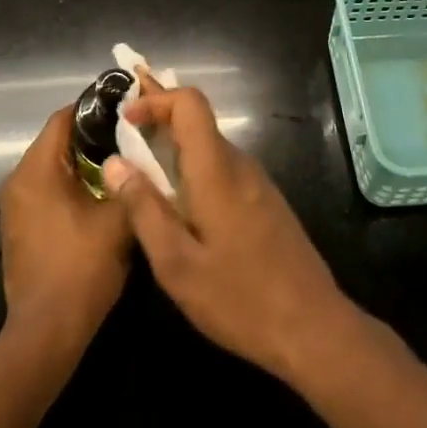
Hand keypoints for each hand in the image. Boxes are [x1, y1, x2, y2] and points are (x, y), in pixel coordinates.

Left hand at [0, 108, 131, 352]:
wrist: (47, 332)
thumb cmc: (82, 268)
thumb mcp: (118, 219)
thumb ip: (130, 180)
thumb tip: (140, 156)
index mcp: (37, 171)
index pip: (62, 118)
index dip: (94, 108)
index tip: (126, 109)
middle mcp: (17, 181)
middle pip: (56, 142)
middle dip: (92, 136)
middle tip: (130, 136)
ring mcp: (14, 207)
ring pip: (51, 167)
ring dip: (82, 163)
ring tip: (120, 164)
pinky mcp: (18, 228)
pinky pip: (46, 190)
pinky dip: (70, 185)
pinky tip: (100, 196)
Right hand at [105, 84, 360, 381]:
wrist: (313, 327)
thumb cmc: (239, 298)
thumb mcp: (177, 264)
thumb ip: (144, 209)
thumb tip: (114, 163)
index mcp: (217, 171)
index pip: (190, 103)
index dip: (155, 100)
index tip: (125, 120)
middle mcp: (240, 165)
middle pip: (198, 122)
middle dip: (158, 122)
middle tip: (121, 139)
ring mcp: (257, 183)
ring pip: (210, 147)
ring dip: (174, 150)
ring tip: (141, 174)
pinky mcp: (265, 202)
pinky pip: (223, 170)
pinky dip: (194, 171)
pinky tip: (179, 206)